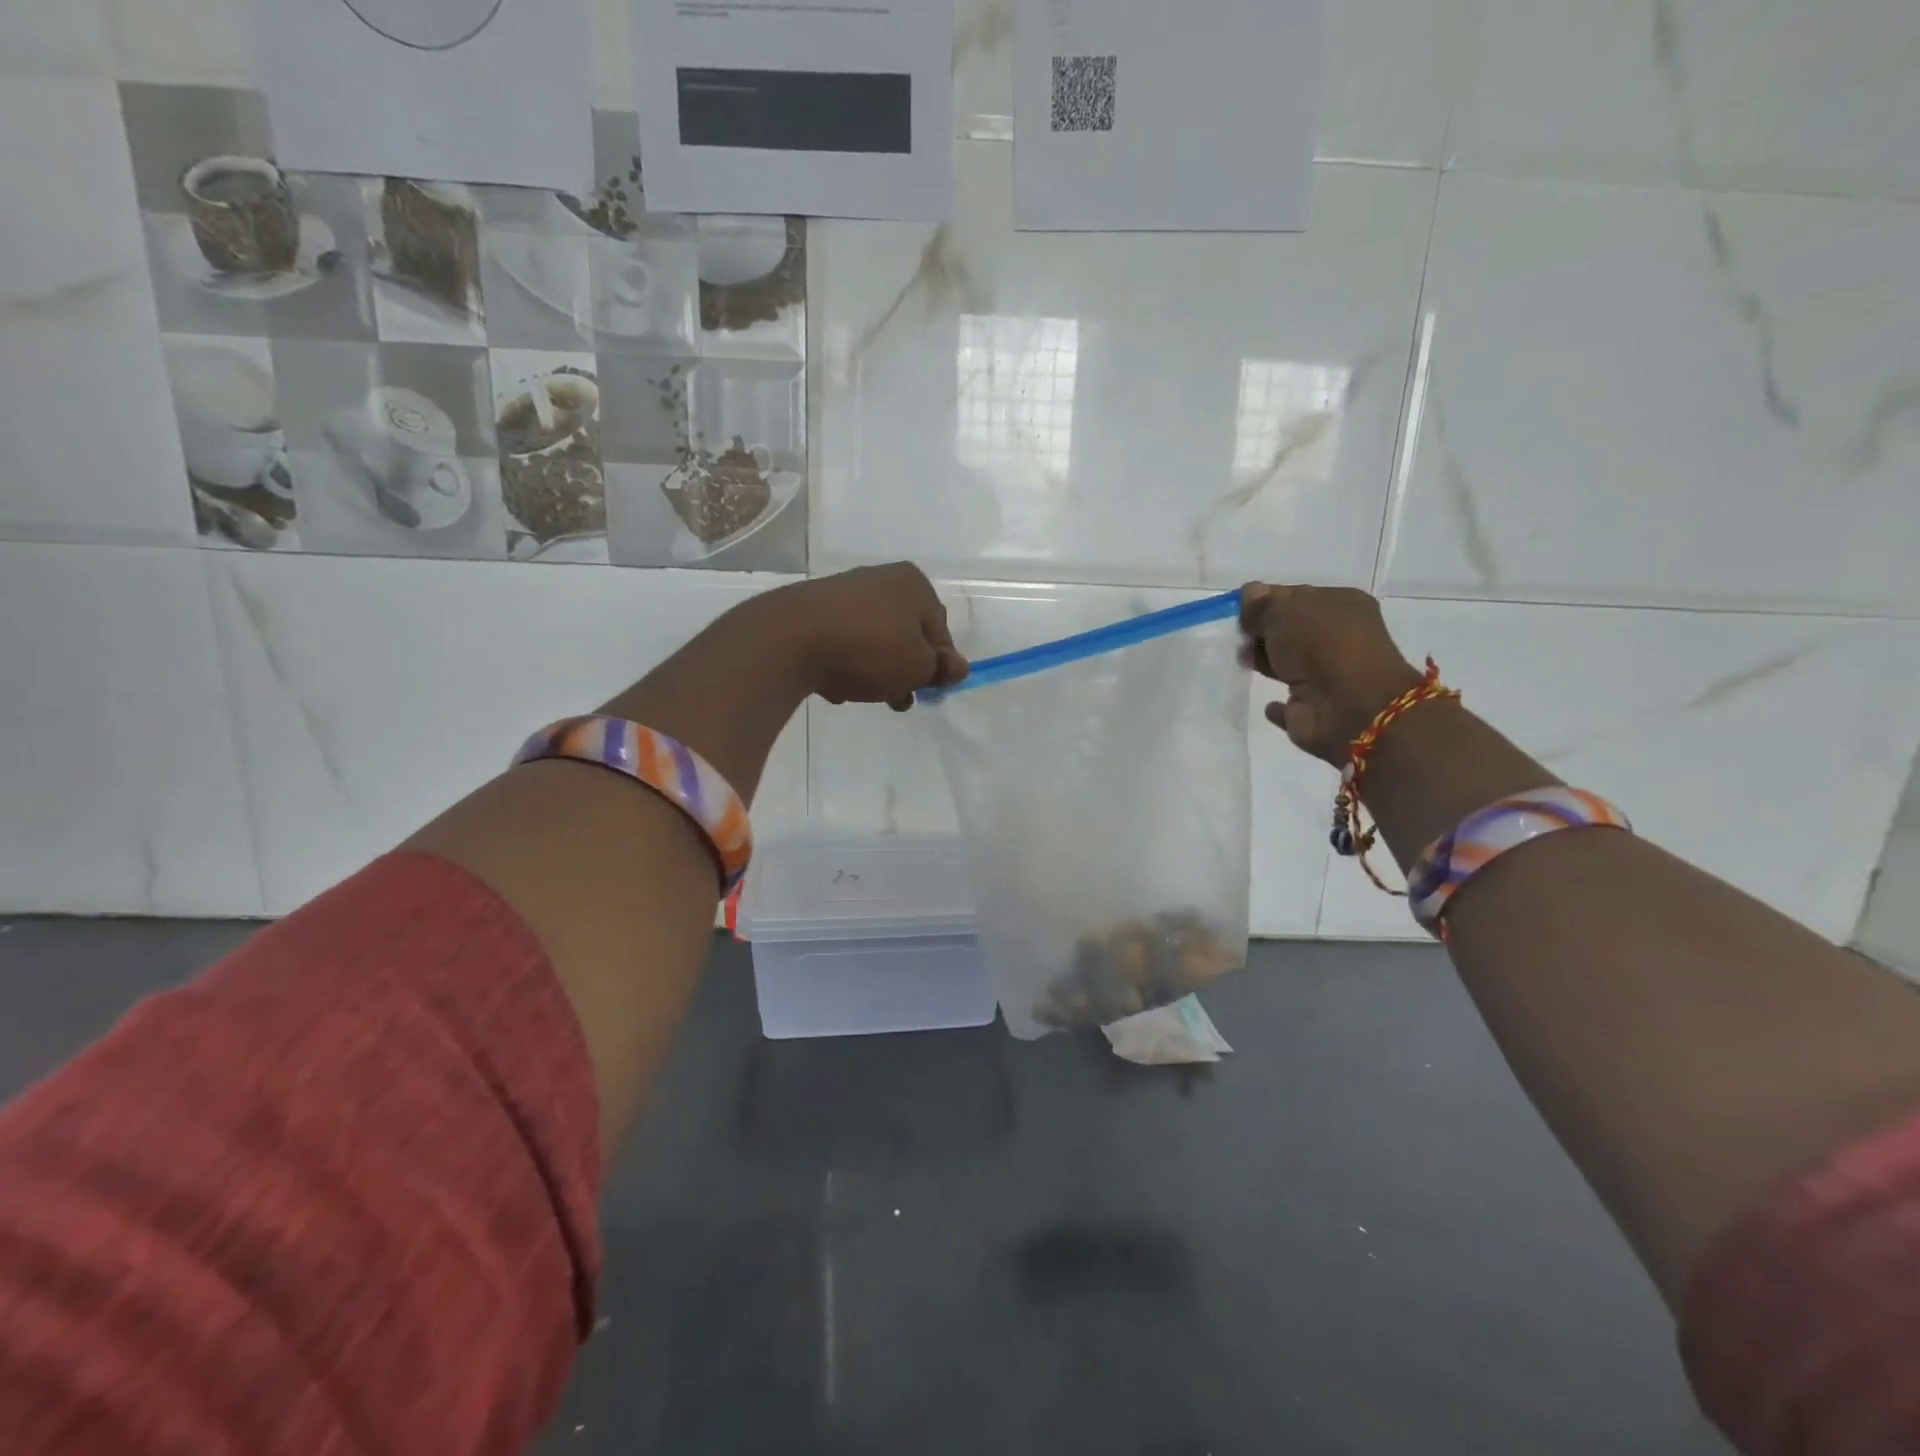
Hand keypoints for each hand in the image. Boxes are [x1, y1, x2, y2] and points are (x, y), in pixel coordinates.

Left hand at [772, 563, 968, 710]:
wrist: (790, 639)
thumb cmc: (870, 649)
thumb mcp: (918, 667)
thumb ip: (941, 669)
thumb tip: (958, 667)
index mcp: (914, 584)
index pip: (940, 632)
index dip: (937, 667)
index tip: (927, 692)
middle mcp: (881, 579)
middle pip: (905, 635)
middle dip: (904, 671)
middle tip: (897, 699)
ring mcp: (843, 593)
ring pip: (873, 641)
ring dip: (874, 671)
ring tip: (863, 694)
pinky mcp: (812, 611)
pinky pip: (841, 643)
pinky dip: (843, 663)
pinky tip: (833, 683)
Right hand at [1240, 584, 1421, 764]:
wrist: (1349, 707)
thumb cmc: (1320, 645)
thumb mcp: (1284, 609)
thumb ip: (1261, 603)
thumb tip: (1247, 596)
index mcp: (1341, 605)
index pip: (1294, 596)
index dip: (1263, 601)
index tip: (1235, 611)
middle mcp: (1338, 638)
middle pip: (1290, 630)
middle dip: (1261, 632)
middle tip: (1232, 637)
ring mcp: (1327, 676)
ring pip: (1287, 665)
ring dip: (1264, 663)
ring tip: (1238, 661)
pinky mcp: (1313, 710)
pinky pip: (1289, 705)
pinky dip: (1276, 706)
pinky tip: (1266, 704)